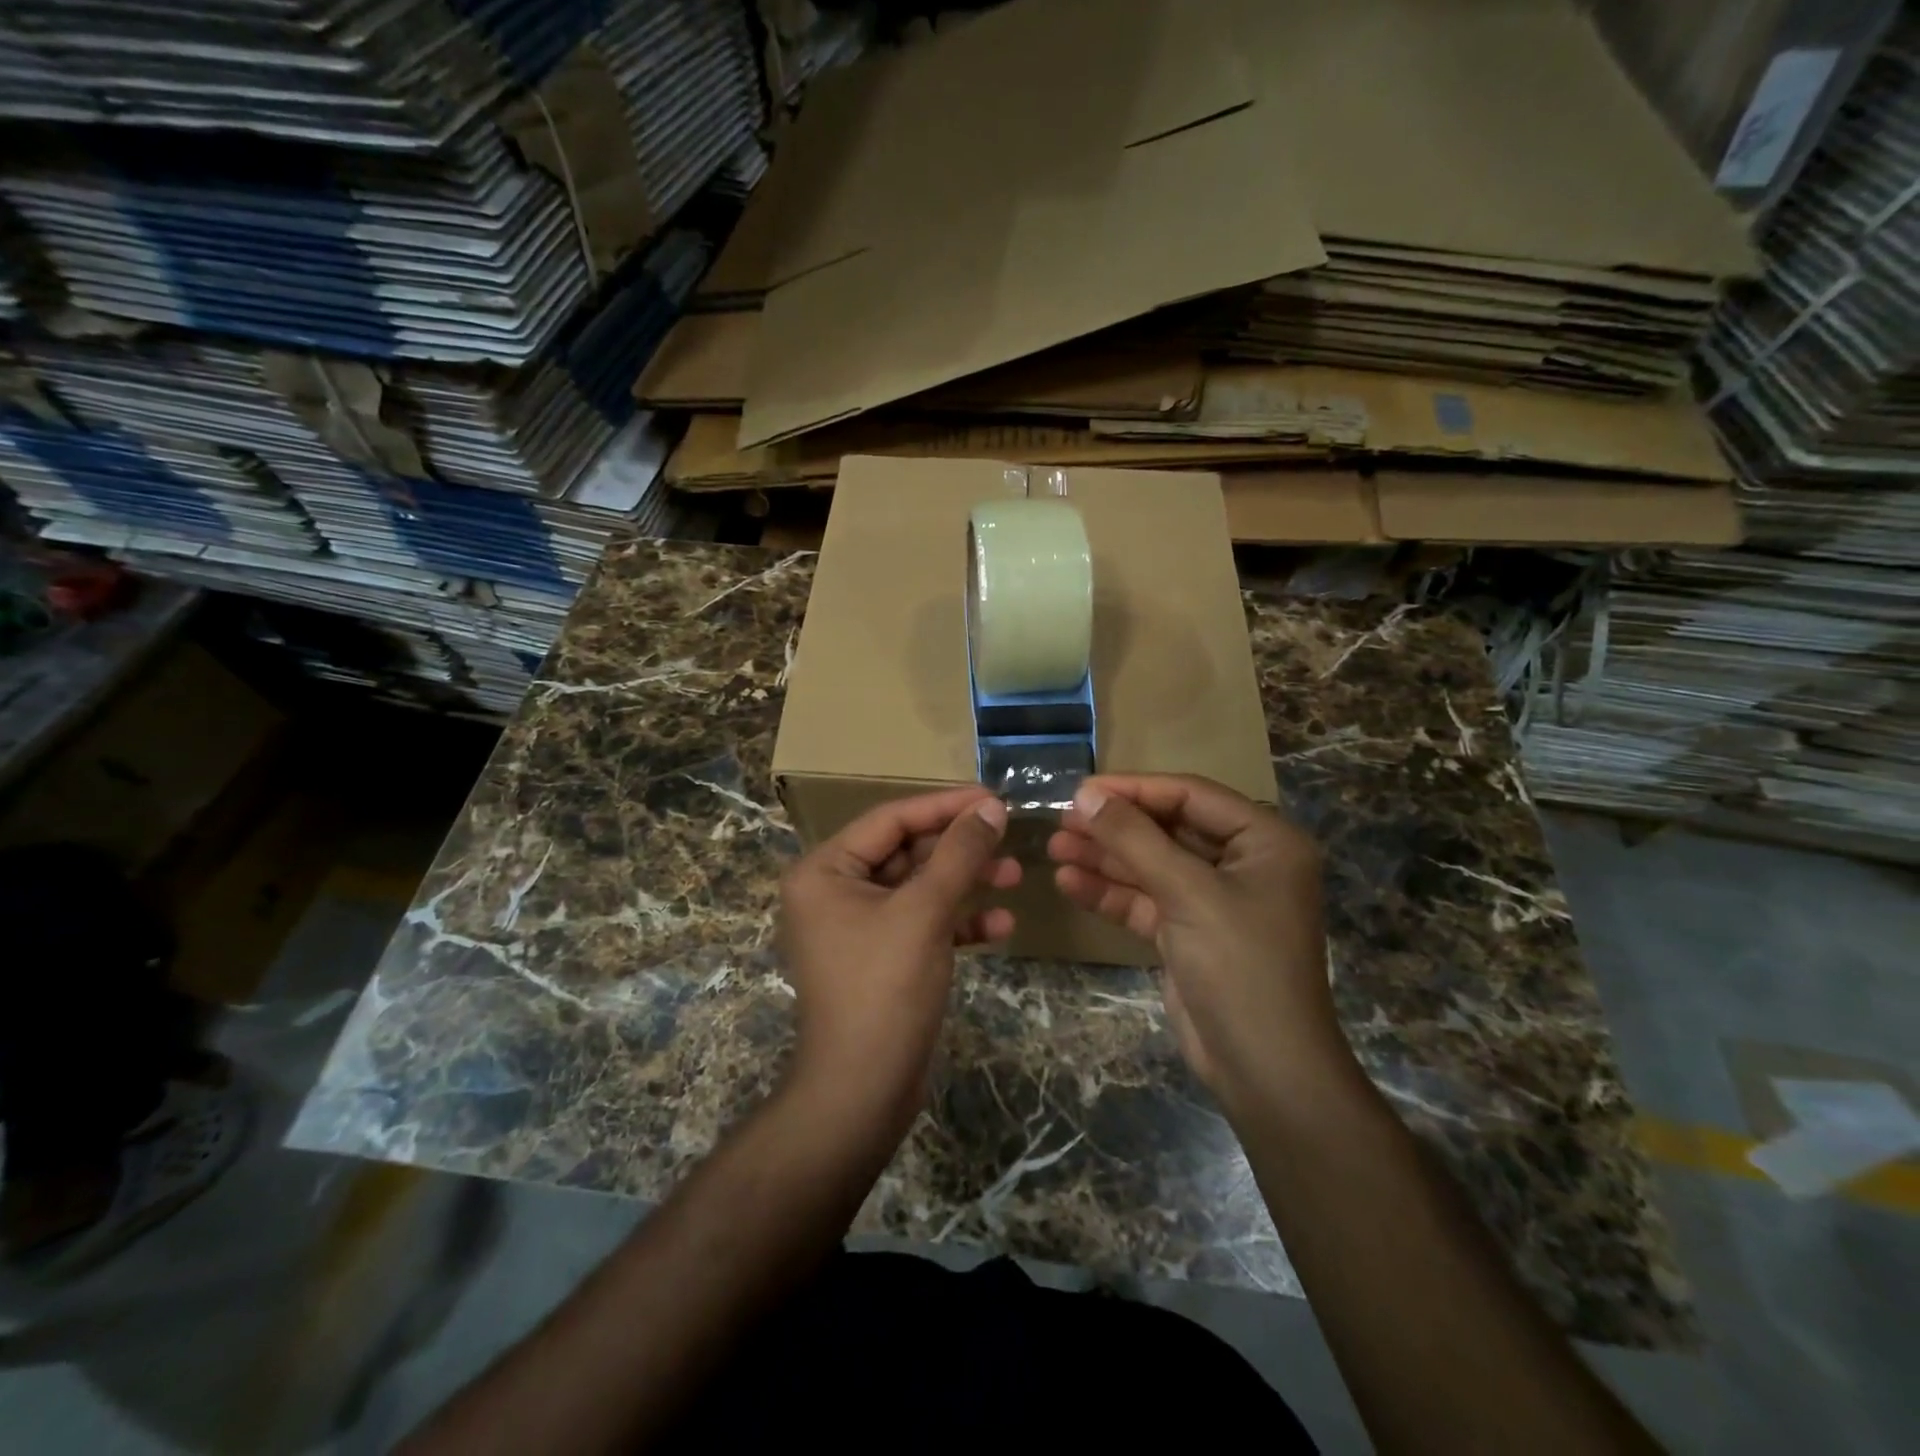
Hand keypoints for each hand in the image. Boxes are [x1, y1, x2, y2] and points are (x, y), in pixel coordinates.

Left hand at [777, 787, 1019, 1132]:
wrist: (862, 1092)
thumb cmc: (884, 988)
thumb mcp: (925, 911)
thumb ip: (960, 854)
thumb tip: (991, 807)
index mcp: (825, 870)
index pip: (891, 819)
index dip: (945, 805)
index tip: (994, 798)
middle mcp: (834, 891)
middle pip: (907, 851)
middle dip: (960, 849)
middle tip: (1009, 840)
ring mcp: (857, 926)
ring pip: (919, 887)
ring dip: (965, 883)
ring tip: (1015, 877)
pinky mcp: (881, 957)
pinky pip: (921, 923)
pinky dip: (957, 922)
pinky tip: (1001, 927)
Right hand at [1048, 775, 1351, 1116]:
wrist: (1263, 1070)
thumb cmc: (1239, 966)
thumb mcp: (1187, 893)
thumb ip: (1135, 840)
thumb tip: (1085, 795)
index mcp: (1265, 841)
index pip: (1191, 796)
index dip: (1134, 789)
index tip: (1081, 790)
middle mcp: (1243, 863)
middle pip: (1168, 829)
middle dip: (1115, 827)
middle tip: (1061, 819)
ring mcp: (1214, 899)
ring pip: (1152, 865)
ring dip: (1105, 858)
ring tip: (1054, 848)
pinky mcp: (1189, 932)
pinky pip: (1146, 899)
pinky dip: (1111, 892)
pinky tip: (1069, 882)